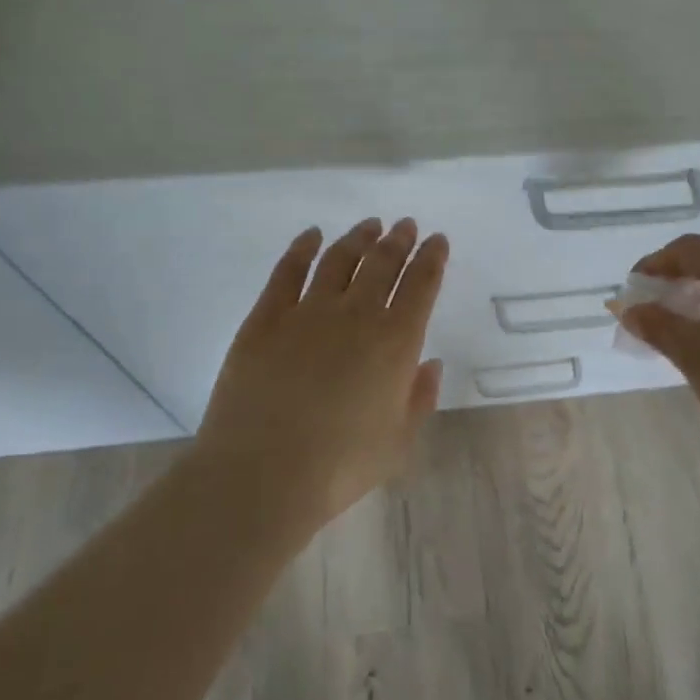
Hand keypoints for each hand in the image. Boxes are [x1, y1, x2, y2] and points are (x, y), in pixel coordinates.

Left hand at [195, 217, 448, 527]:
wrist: (262, 474)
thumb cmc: (339, 467)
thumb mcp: (398, 442)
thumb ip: (420, 398)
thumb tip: (430, 362)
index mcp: (395, 342)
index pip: (421, 285)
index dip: (431, 258)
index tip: (437, 240)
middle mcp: (356, 314)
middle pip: (383, 263)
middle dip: (399, 240)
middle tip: (405, 225)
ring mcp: (308, 311)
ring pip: (340, 259)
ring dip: (358, 238)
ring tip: (370, 225)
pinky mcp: (267, 317)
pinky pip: (288, 270)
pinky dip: (303, 247)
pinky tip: (312, 235)